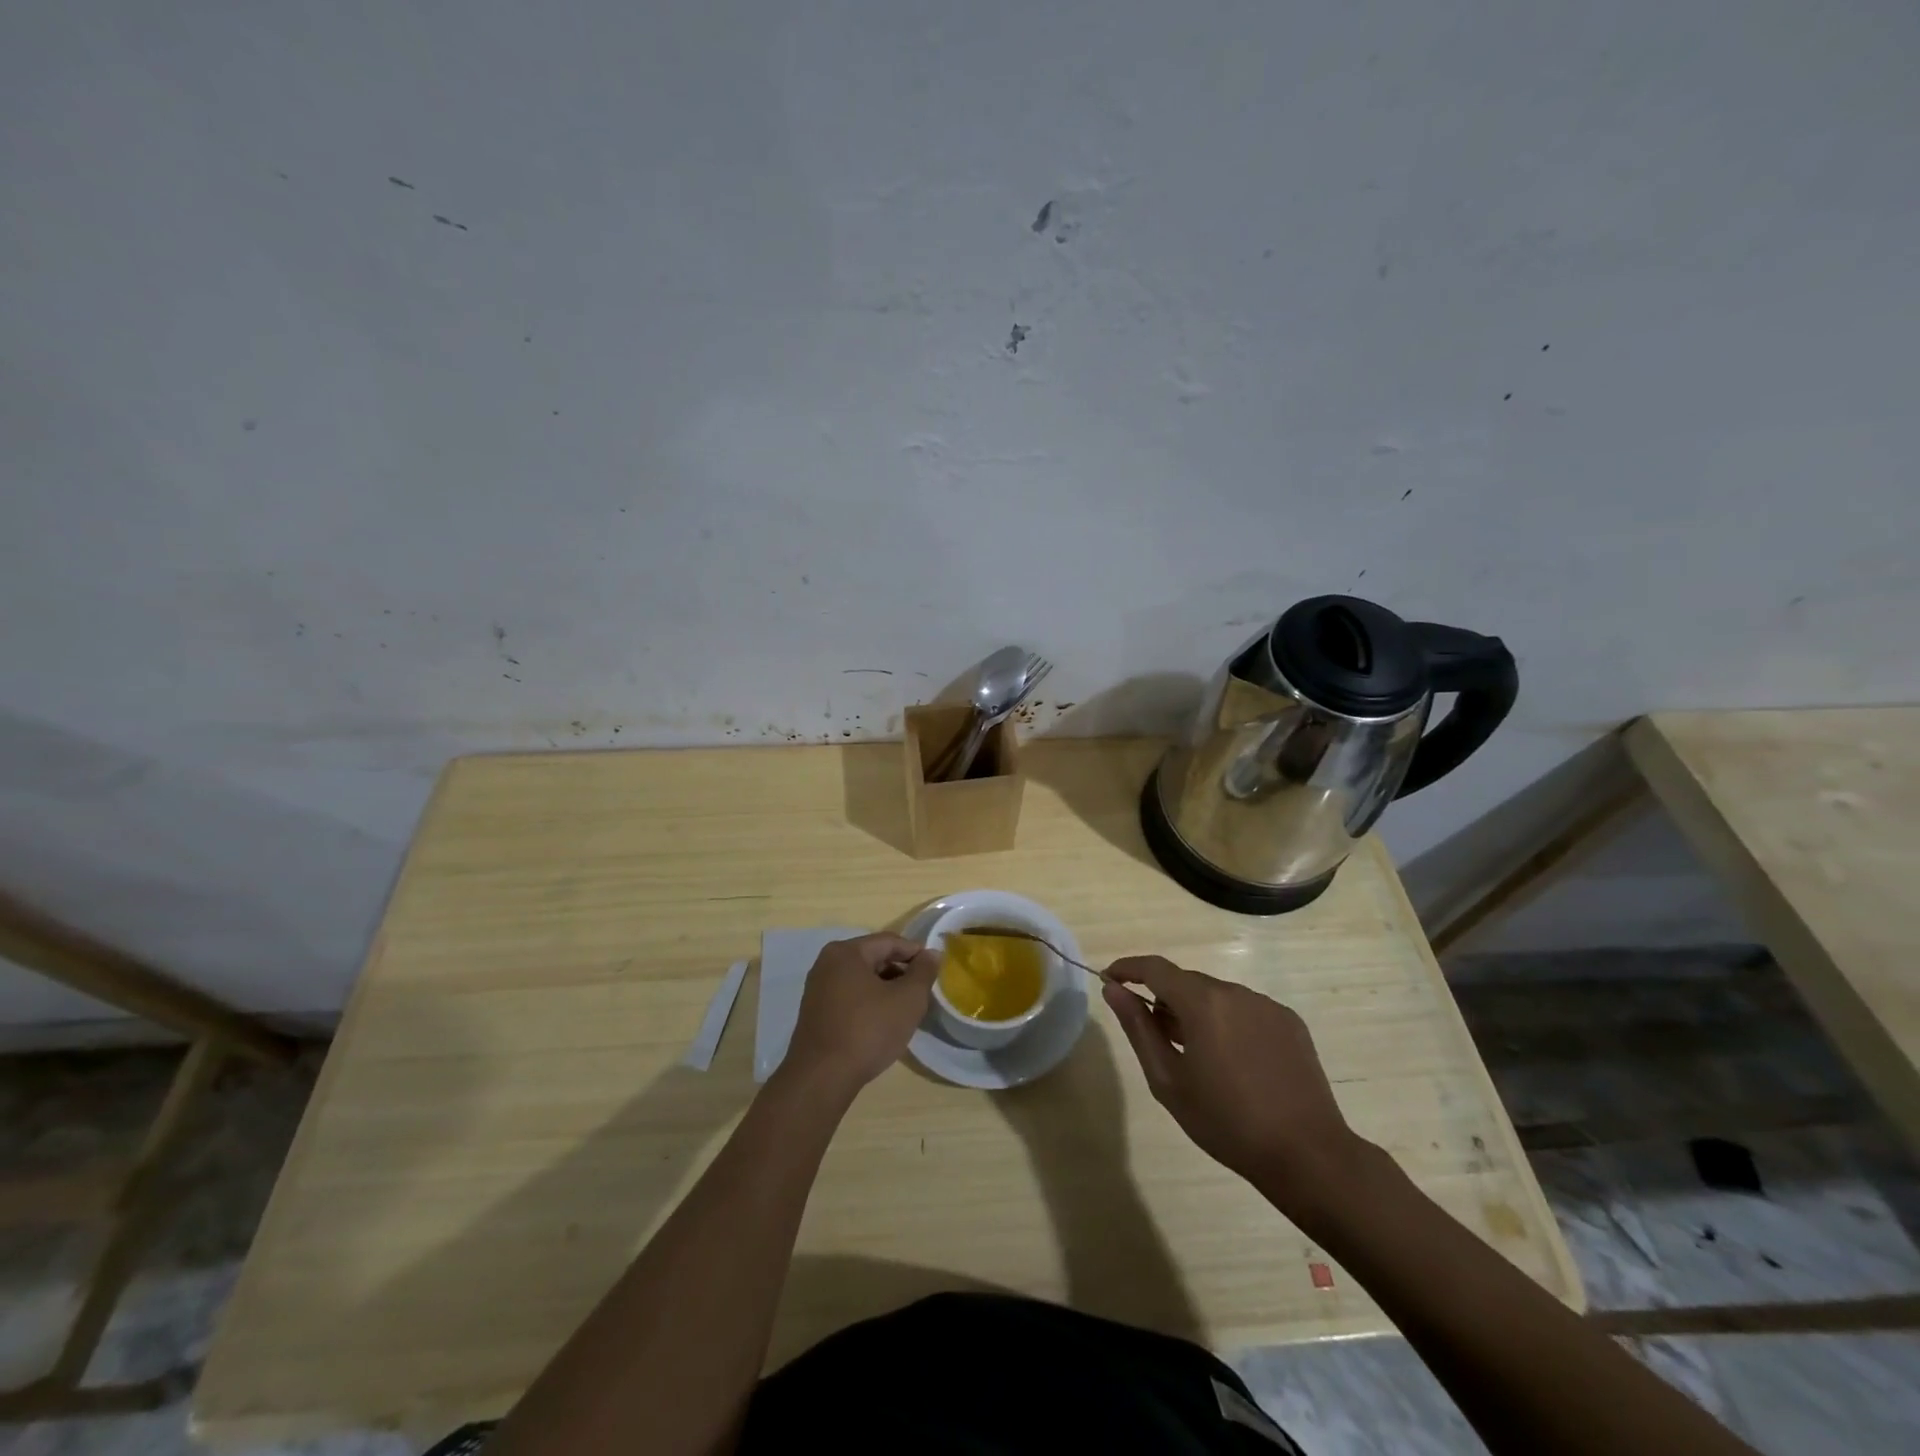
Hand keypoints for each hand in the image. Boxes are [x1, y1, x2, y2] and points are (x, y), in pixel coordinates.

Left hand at [784, 933, 938, 1095]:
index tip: (934, 969)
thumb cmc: (868, 1031)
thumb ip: (923, 972)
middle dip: (900, 972)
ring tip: (905, 1010)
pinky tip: (882, 1023)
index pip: (889, 942)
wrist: (821, 1078)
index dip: (915, 953)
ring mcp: (817, 988)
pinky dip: (868, 1003)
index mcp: (846, 952)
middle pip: (873, 958)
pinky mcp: (815, 1012)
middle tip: (922, 993)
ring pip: (861, 979)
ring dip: (885, 989)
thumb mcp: (907, 1000)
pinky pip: (849, 997)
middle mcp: (827, 963)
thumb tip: (931, 954)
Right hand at [1102, 956, 1361, 1206]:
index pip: (1155, 968)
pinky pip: (1246, 1010)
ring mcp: (1267, 1005)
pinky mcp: (1290, 1022)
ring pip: (1217, 996)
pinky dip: (1229, 1023)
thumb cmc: (1226, 1122)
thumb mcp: (1168, 1080)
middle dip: (1164, 998)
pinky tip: (1234, 1062)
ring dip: (1198, 1012)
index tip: (1110, 979)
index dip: (1128, 969)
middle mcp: (1235, 992)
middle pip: (1187, 982)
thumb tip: (1113, 990)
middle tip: (1154, 1035)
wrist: (1307, 1155)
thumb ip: (1138, 1028)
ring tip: (1196, 1056)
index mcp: (1203, 1002)